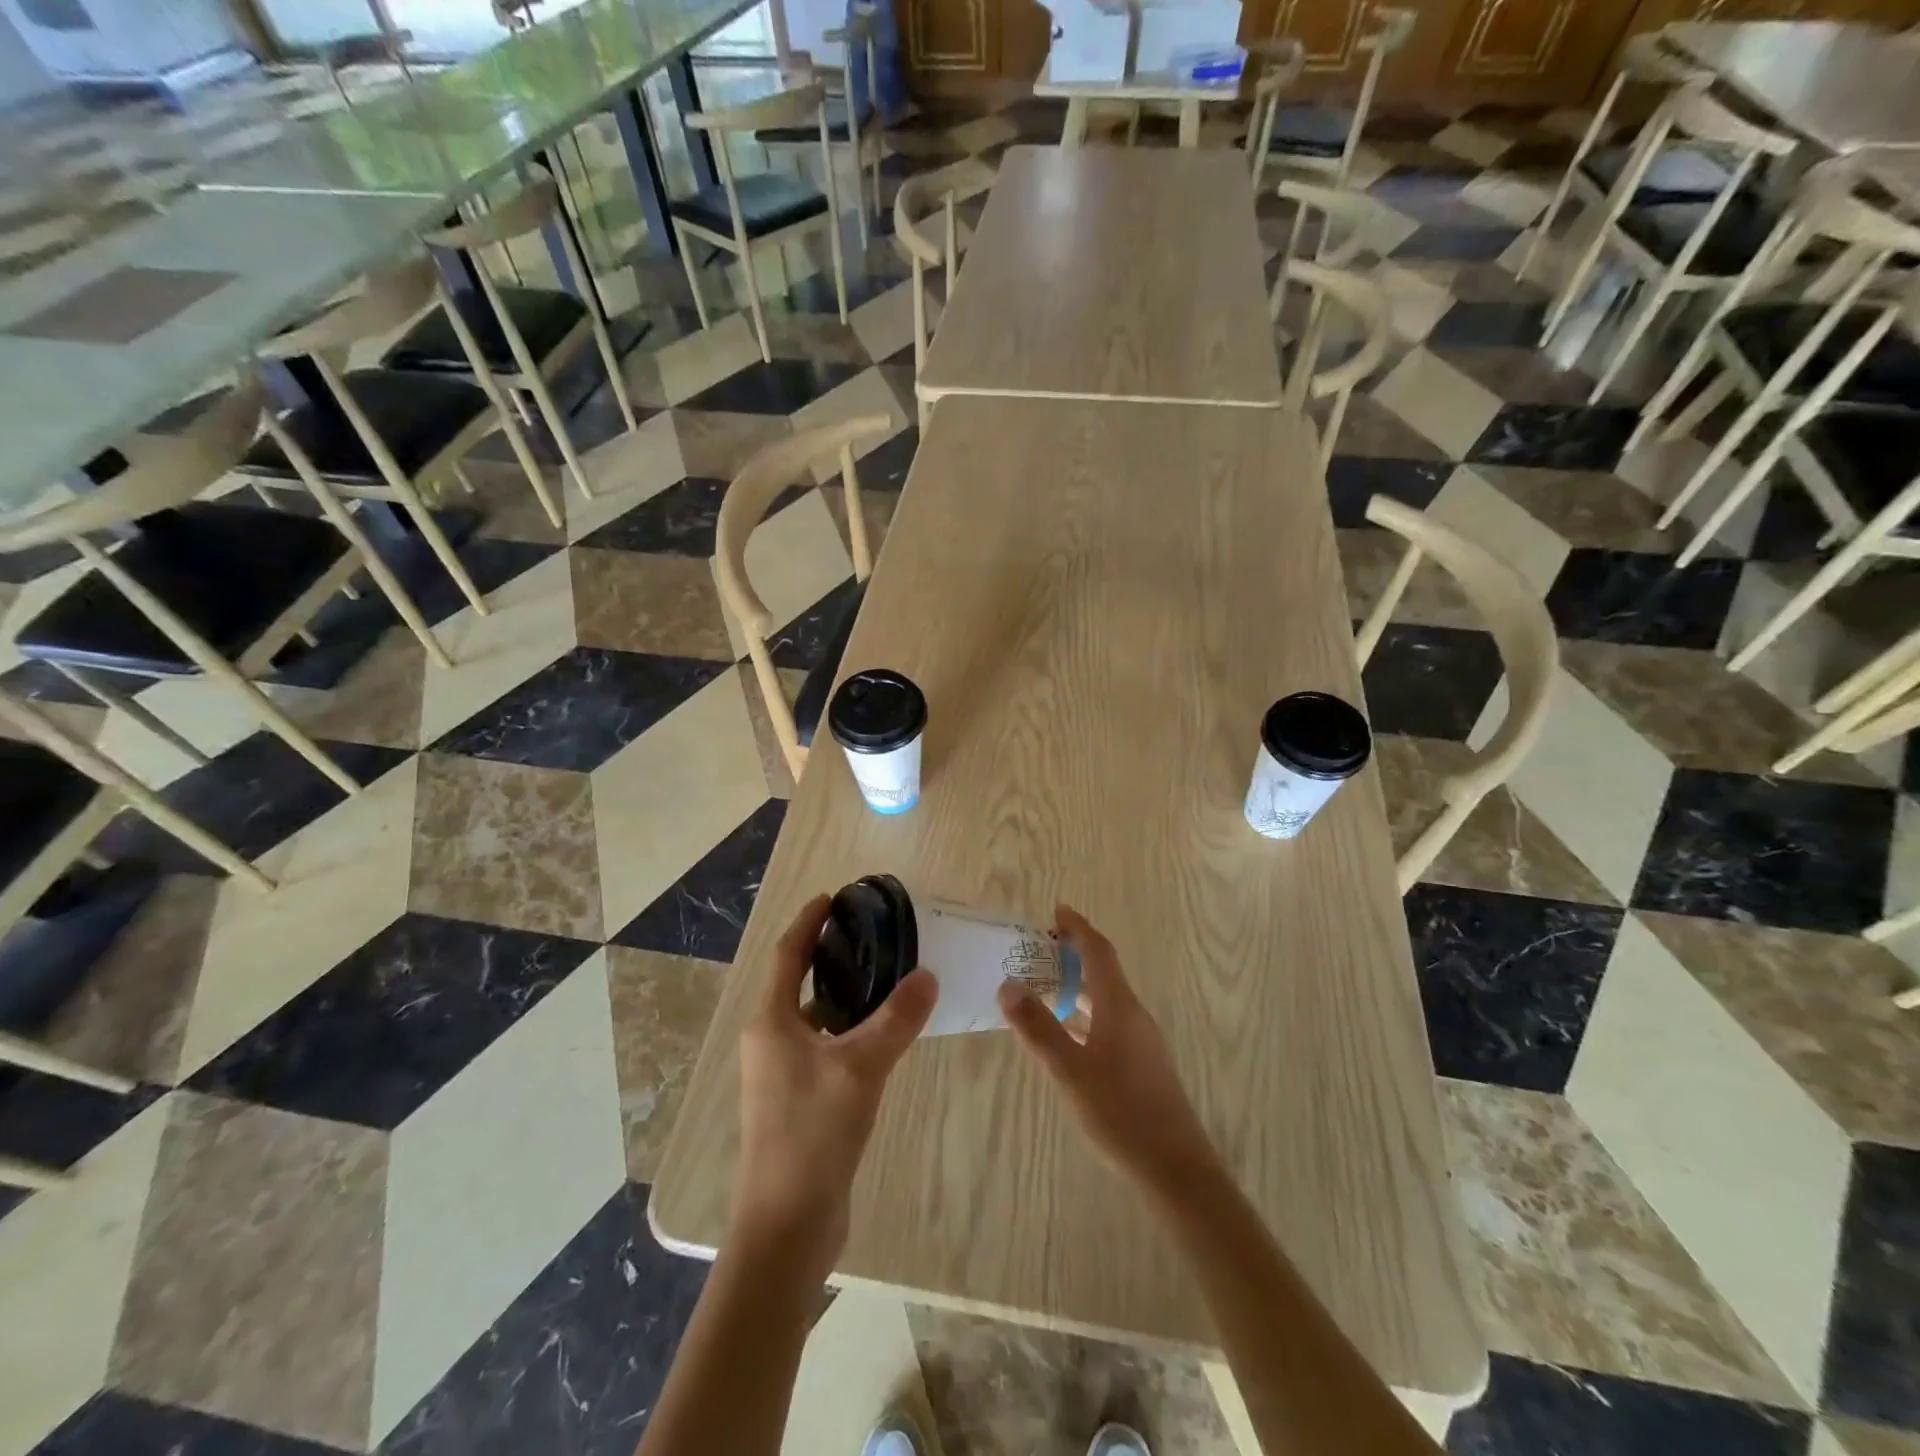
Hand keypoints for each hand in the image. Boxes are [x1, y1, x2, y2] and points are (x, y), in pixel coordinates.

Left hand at [731, 894, 937, 1280]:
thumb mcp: (860, 1068)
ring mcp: (781, 1073)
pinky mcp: (799, 1099)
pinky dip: (847, 1029)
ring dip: (840, 993)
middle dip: (826, 953)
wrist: (787, 1225)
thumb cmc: (812, 1134)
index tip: (832, 897)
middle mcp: (769, 1040)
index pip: (787, 954)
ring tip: (883, 974)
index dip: (808, 922)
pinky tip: (881, 1033)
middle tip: (869, 932)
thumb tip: (928, 975)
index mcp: (770, 1022)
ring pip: (813, 1016)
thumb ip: (896, 1019)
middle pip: (796, 981)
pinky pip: (824, 1046)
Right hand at [998, 906, 1218, 1197]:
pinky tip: (1068, 1035)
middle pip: (1104, 971)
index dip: (1078, 928)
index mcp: (1119, 1007)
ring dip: (1078, 985)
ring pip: (1106, 999)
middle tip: (1039, 948)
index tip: (1057, 911)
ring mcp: (1141, 1041)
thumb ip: (1038, 1028)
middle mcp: (1133, 1015)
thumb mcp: (1070, 1071)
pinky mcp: (1142, 1064)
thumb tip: (1008, 985)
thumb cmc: (1120, 1113)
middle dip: (1073, 954)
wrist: (1175, 1168)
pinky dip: (1085, 1014)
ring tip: (1045, 986)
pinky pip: (1109, 1022)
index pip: (1099, 952)